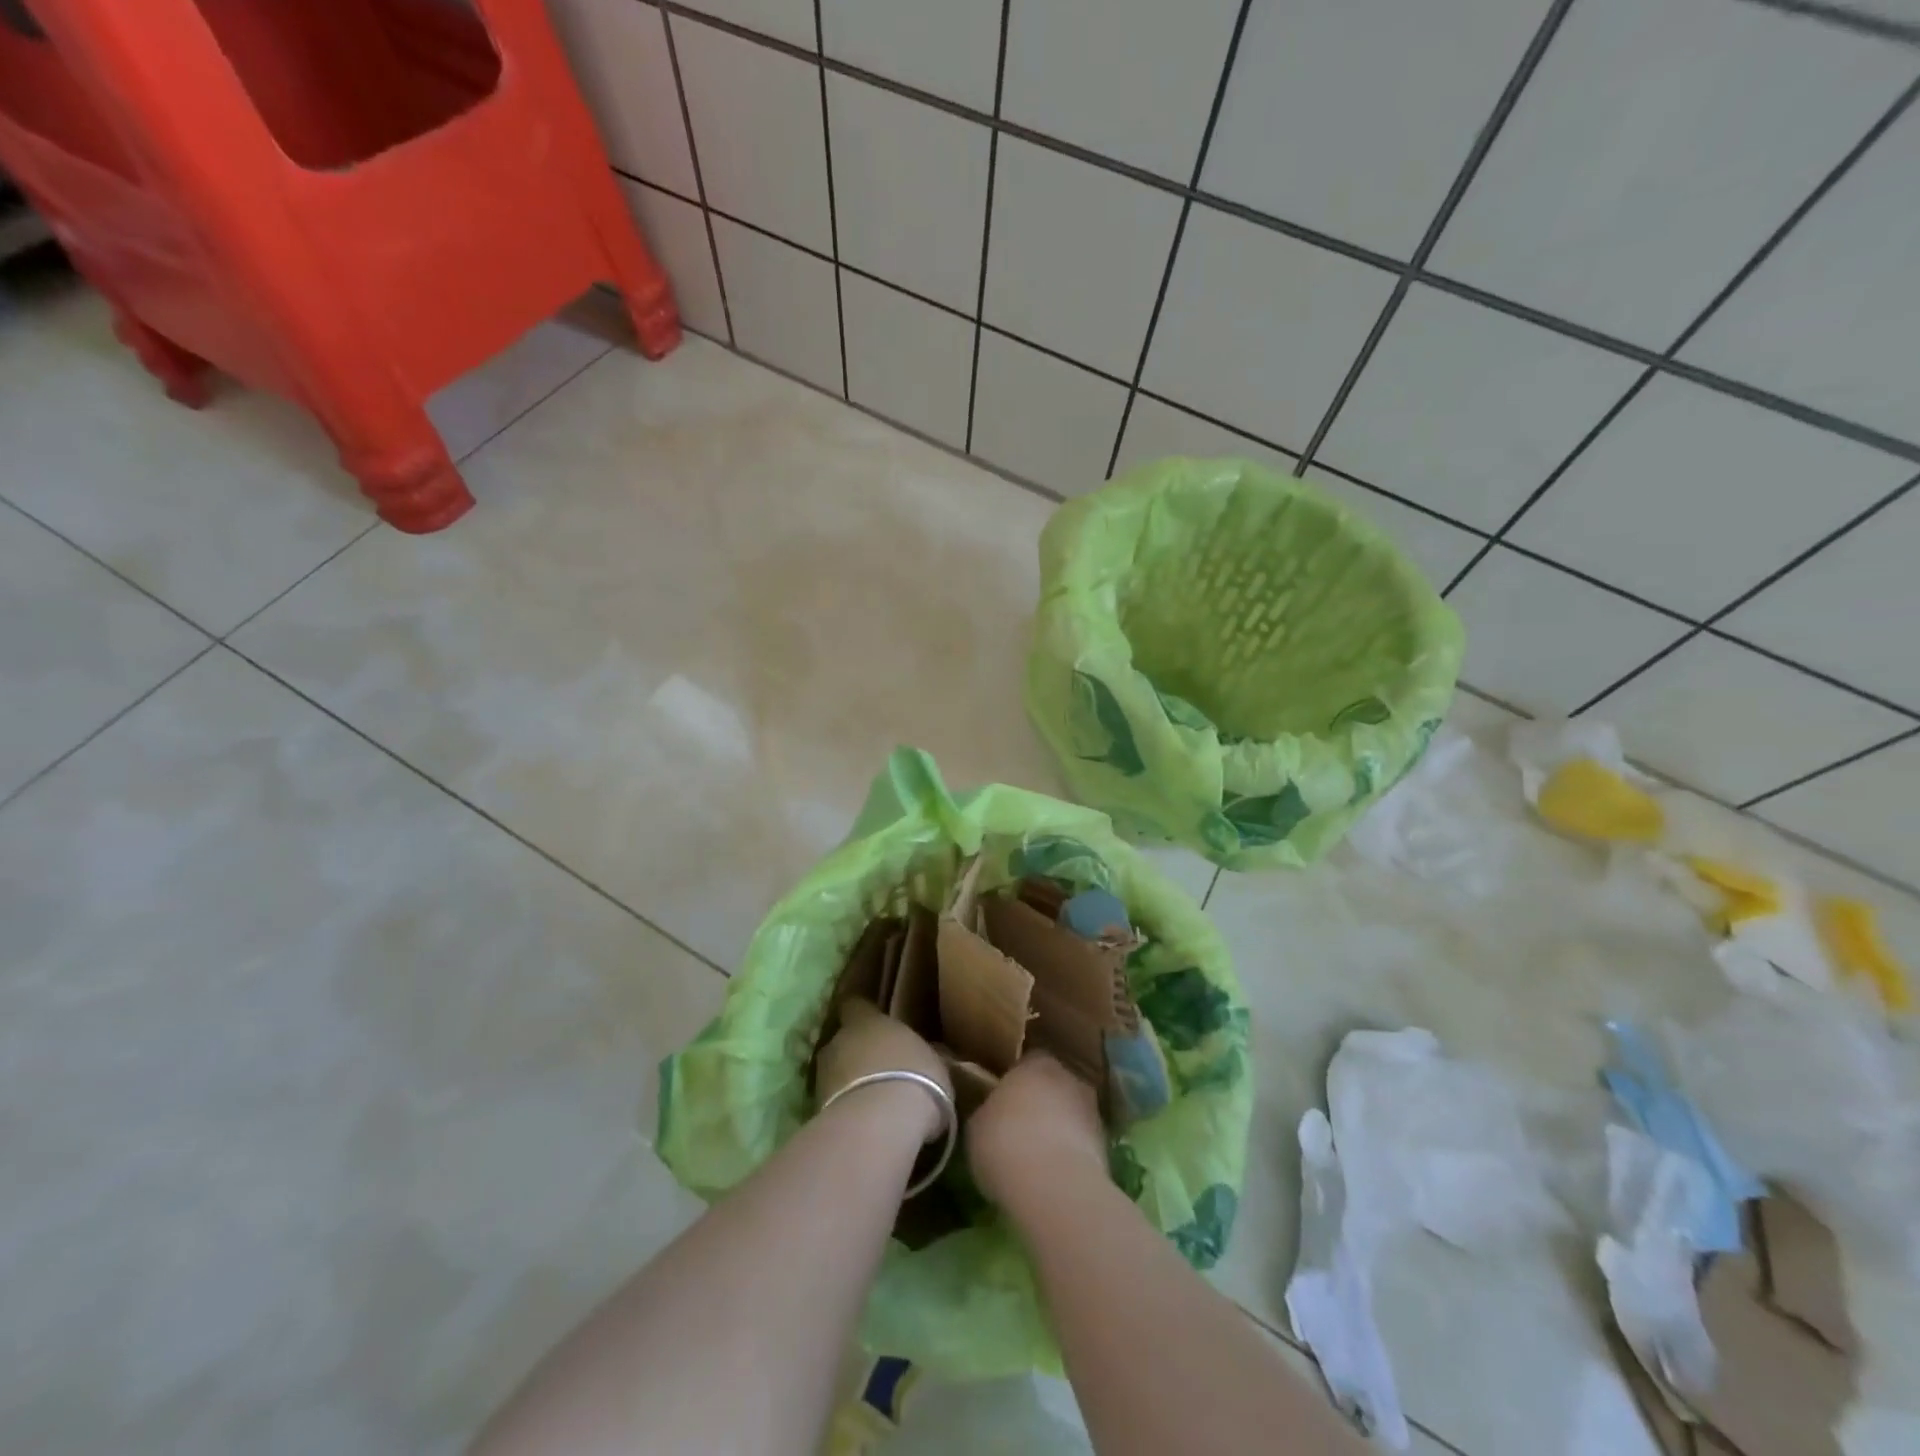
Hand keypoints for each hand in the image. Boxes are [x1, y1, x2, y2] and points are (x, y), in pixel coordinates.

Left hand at [815, 999, 952, 1142]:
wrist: (881, 1124)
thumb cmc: (916, 1079)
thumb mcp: (934, 1064)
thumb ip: (922, 1055)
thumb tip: (927, 1056)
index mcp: (867, 1021)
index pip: (855, 1005)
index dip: (862, 1015)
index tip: (873, 1024)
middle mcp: (839, 1040)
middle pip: (842, 1041)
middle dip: (856, 1054)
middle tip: (878, 1072)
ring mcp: (822, 1076)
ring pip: (834, 1073)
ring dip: (848, 1084)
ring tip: (871, 1103)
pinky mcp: (815, 1109)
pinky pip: (832, 1103)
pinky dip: (844, 1110)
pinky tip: (864, 1125)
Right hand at [968, 1053, 1107, 1212]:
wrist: (1053, 1185)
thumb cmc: (1005, 1143)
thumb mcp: (977, 1125)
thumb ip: (989, 1111)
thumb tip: (994, 1114)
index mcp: (1035, 1062)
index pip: (1027, 1063)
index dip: (1016, 1083)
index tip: (1003, 1104)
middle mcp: (1068, 1076)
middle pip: (1053, 1086)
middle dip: (1042, 1104)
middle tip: (1021, 1129)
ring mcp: (1092, 1109)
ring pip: (1071, 1114)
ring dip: (1060, 1129)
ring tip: (1039, 1158)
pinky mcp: (1107, 1145)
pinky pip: (1082, 1143)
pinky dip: (1071, 1155)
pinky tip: (1054, 1176)